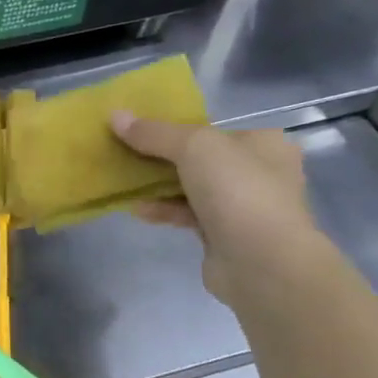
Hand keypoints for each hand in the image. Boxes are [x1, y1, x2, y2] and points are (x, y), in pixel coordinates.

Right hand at [110, 113, 318, 306]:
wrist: (261, 261)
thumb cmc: (237, 190)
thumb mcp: (193, 147)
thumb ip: (154, 133)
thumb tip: (115, 116)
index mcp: (263, 142)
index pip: (213, 129)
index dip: (176, 128)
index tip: (140, 132)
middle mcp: (259, 171)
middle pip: (200, 159)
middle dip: (162, 159)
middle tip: (127, 156)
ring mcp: (244, 206)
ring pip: (192, 188)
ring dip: (159, 186)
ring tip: (125, 183)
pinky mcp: (226, 235)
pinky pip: (189, 215)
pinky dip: (165, 210)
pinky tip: (138, 210)